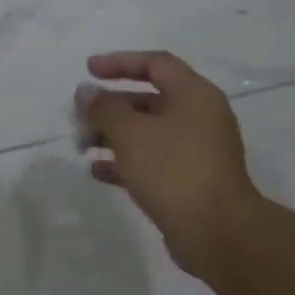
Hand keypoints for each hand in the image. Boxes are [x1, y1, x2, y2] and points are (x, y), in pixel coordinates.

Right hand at [81, 51, 261, 278]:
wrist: (216, 232)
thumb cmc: (173, 170)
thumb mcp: (131, 133)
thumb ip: (104, 108)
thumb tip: (86, 92)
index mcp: (194, 95)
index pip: (156, 64)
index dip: (120, 62)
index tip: (88, 70)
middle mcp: (199, 117)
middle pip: (148, 99)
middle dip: (109, 106)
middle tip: (78, 117)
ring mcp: (196, 151)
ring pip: (147, 132)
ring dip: (113, 135)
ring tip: (82, 146)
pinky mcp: (189, 180)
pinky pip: (152, 161)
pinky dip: (125, 162)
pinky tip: (98, 172)